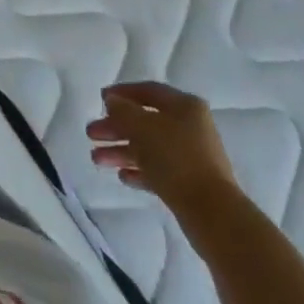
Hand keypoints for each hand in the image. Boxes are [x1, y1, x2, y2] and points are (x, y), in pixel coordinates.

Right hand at [86, 82, 240, 216]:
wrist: (211, 212)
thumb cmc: (175, 158)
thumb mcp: (142, 127)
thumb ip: (122, 110)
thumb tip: (113, 101)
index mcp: (185, 106)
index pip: (149, 91)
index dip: (122, 93)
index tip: (100, 99)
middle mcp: (190, 127)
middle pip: (146, 121)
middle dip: (116, 127)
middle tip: (91, 134)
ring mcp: (192, 156)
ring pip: (149, 147)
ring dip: (121, 151)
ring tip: (96, 160)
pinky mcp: (190, 183)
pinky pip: (158, 170)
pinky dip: (139, 170)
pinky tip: (122, 177)